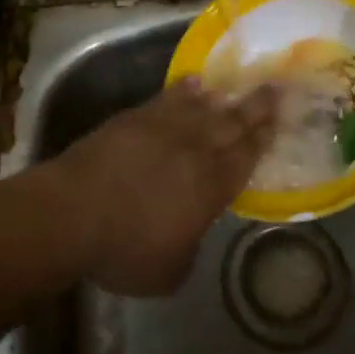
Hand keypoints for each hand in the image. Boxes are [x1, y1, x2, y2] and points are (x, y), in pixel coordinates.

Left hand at [57, 80, 275, 295]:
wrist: (75, 211)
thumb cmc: (124, 249)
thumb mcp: (168, 271)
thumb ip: (189, 247)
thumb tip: (191, 233)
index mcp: (211, 187)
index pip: (246, 157)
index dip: (264, 137)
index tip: (279, 118)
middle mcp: (196, 150)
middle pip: (233, 123)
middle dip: (256, 107)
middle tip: (274, 87)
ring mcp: (165, 128)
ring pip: (203, 106)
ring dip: (224, 95)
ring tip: (238, 85)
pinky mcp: (136, 117)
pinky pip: (168, 97)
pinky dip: (184, 89)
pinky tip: (193, 82)